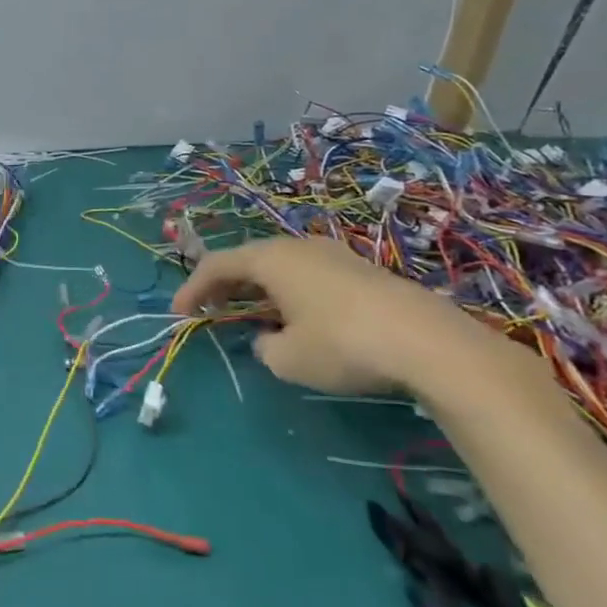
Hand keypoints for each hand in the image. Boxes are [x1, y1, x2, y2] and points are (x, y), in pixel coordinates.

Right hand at [172, 236, 490, 394]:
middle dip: (223, 285)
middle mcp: (298, 247)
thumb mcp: (287, 359)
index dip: (191, 288)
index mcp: (271, 259)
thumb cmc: (342, 344)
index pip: (216, 265)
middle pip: (248, 260)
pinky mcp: (361, 271)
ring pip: (280, 267)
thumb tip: (269, 340)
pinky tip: (297, 319)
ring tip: (250, 315)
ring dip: (258, 289)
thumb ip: (263, 347)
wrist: (429, 343)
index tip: (177, 314)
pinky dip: (287, 292)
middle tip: (208, 310)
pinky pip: (307, 275)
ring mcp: (333, 255)